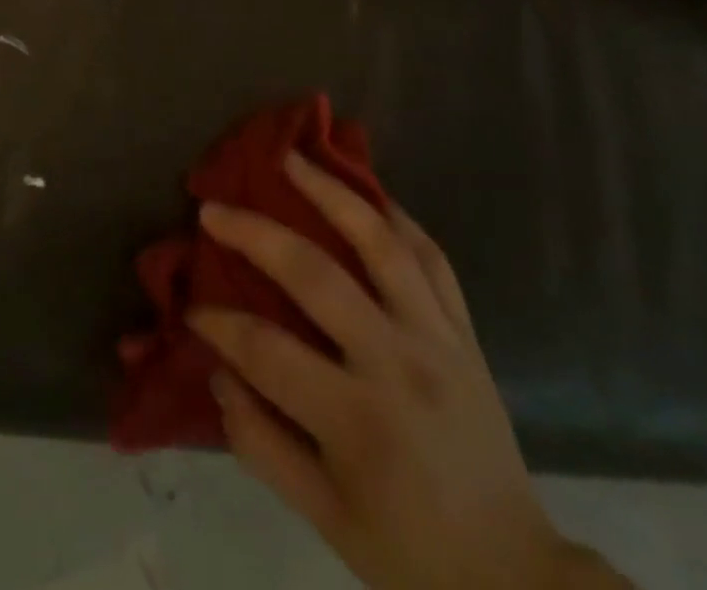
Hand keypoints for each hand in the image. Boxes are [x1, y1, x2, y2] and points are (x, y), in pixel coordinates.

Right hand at [192, 157, 626, 589]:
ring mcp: (438, 337)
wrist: (515, 576)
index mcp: (359, 420)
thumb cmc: (410, 551)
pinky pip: (431, 256)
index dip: (219, 325)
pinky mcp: (464, 330)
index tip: (191, 310)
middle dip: (255, 234)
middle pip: (316, 275)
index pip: (268, 351)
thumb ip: (260, 443)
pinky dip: (395, 216)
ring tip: (292, 158)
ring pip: (380, 242)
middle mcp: (398, 363)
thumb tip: (216, 371)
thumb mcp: (324, 519)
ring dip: (331, 192)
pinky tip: (364, 191)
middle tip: (213, 208)